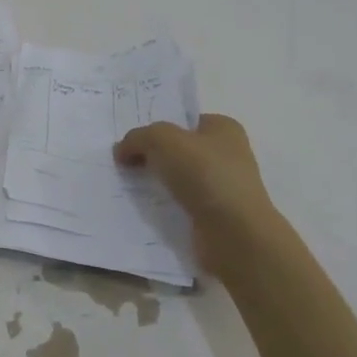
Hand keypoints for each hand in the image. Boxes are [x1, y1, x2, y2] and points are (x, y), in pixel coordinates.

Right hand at [114, 114, 279, 240]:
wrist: (234, 234)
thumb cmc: (205, 175)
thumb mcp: (162, 140)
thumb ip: (137, 138)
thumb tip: (122, 151)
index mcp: (224, 129)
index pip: (183, 122)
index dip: (156, 127)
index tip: (130, 141)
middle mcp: (227, 155)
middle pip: (178, 150)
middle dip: (151, 156)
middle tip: (123, 163)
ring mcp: (222, 187)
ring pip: (177, 179)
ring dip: (155, 183)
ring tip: (127, 186)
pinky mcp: (214, 216)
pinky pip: (180, 204)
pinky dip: (163, 206)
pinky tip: (143, 210)